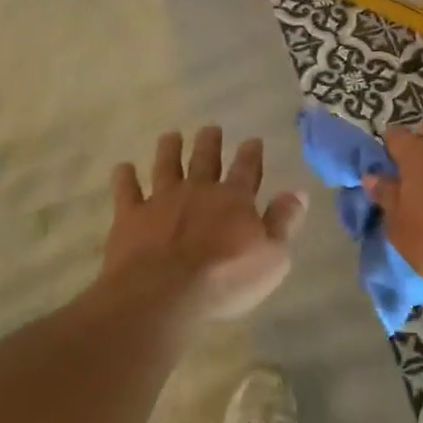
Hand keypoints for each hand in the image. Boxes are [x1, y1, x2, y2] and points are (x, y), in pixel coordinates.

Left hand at [101, 125, 308, 320]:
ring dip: (169, 149)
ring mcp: (162, 201)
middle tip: (210, 128)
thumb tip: (299, 192)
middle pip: (205, 160)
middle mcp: (198, 191)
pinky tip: (123, 167)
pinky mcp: (131, 217)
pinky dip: (124, 178)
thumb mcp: (271, 257)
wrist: (164, 295)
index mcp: (234, 200)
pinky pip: (126, 191)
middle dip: (210, 143)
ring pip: (166, 166)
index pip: (246, 170)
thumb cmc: (225, 279)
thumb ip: (283, 222)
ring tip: (171, 135)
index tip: (252, 140)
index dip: (251, 154)